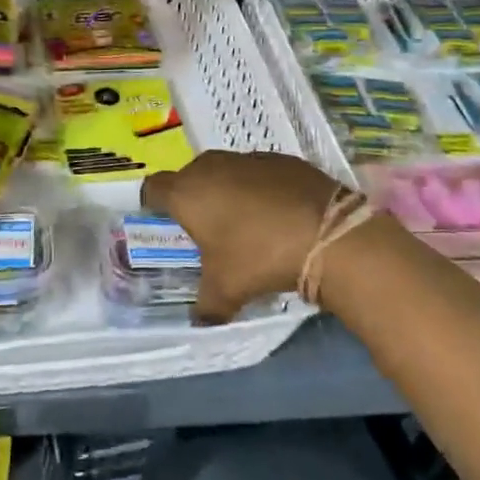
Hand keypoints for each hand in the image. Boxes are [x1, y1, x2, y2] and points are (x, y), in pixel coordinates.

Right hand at [141, 151, 342, 324]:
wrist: (327, 233)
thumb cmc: (259, 256)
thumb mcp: (226, 290)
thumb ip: (206, 306)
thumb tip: (200, 321)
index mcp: (187, 192)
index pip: (153, 189)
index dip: (153, 204)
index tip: (162, 221)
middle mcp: (212, 167)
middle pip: (190, 177)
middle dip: (194, 198)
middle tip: (206, 229)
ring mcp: (249, 158)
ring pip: (226, 172)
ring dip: (228, 192)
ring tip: (245, 223)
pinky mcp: (283, 159)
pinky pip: (259, 173)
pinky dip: (261, 189)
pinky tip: (277, 215)